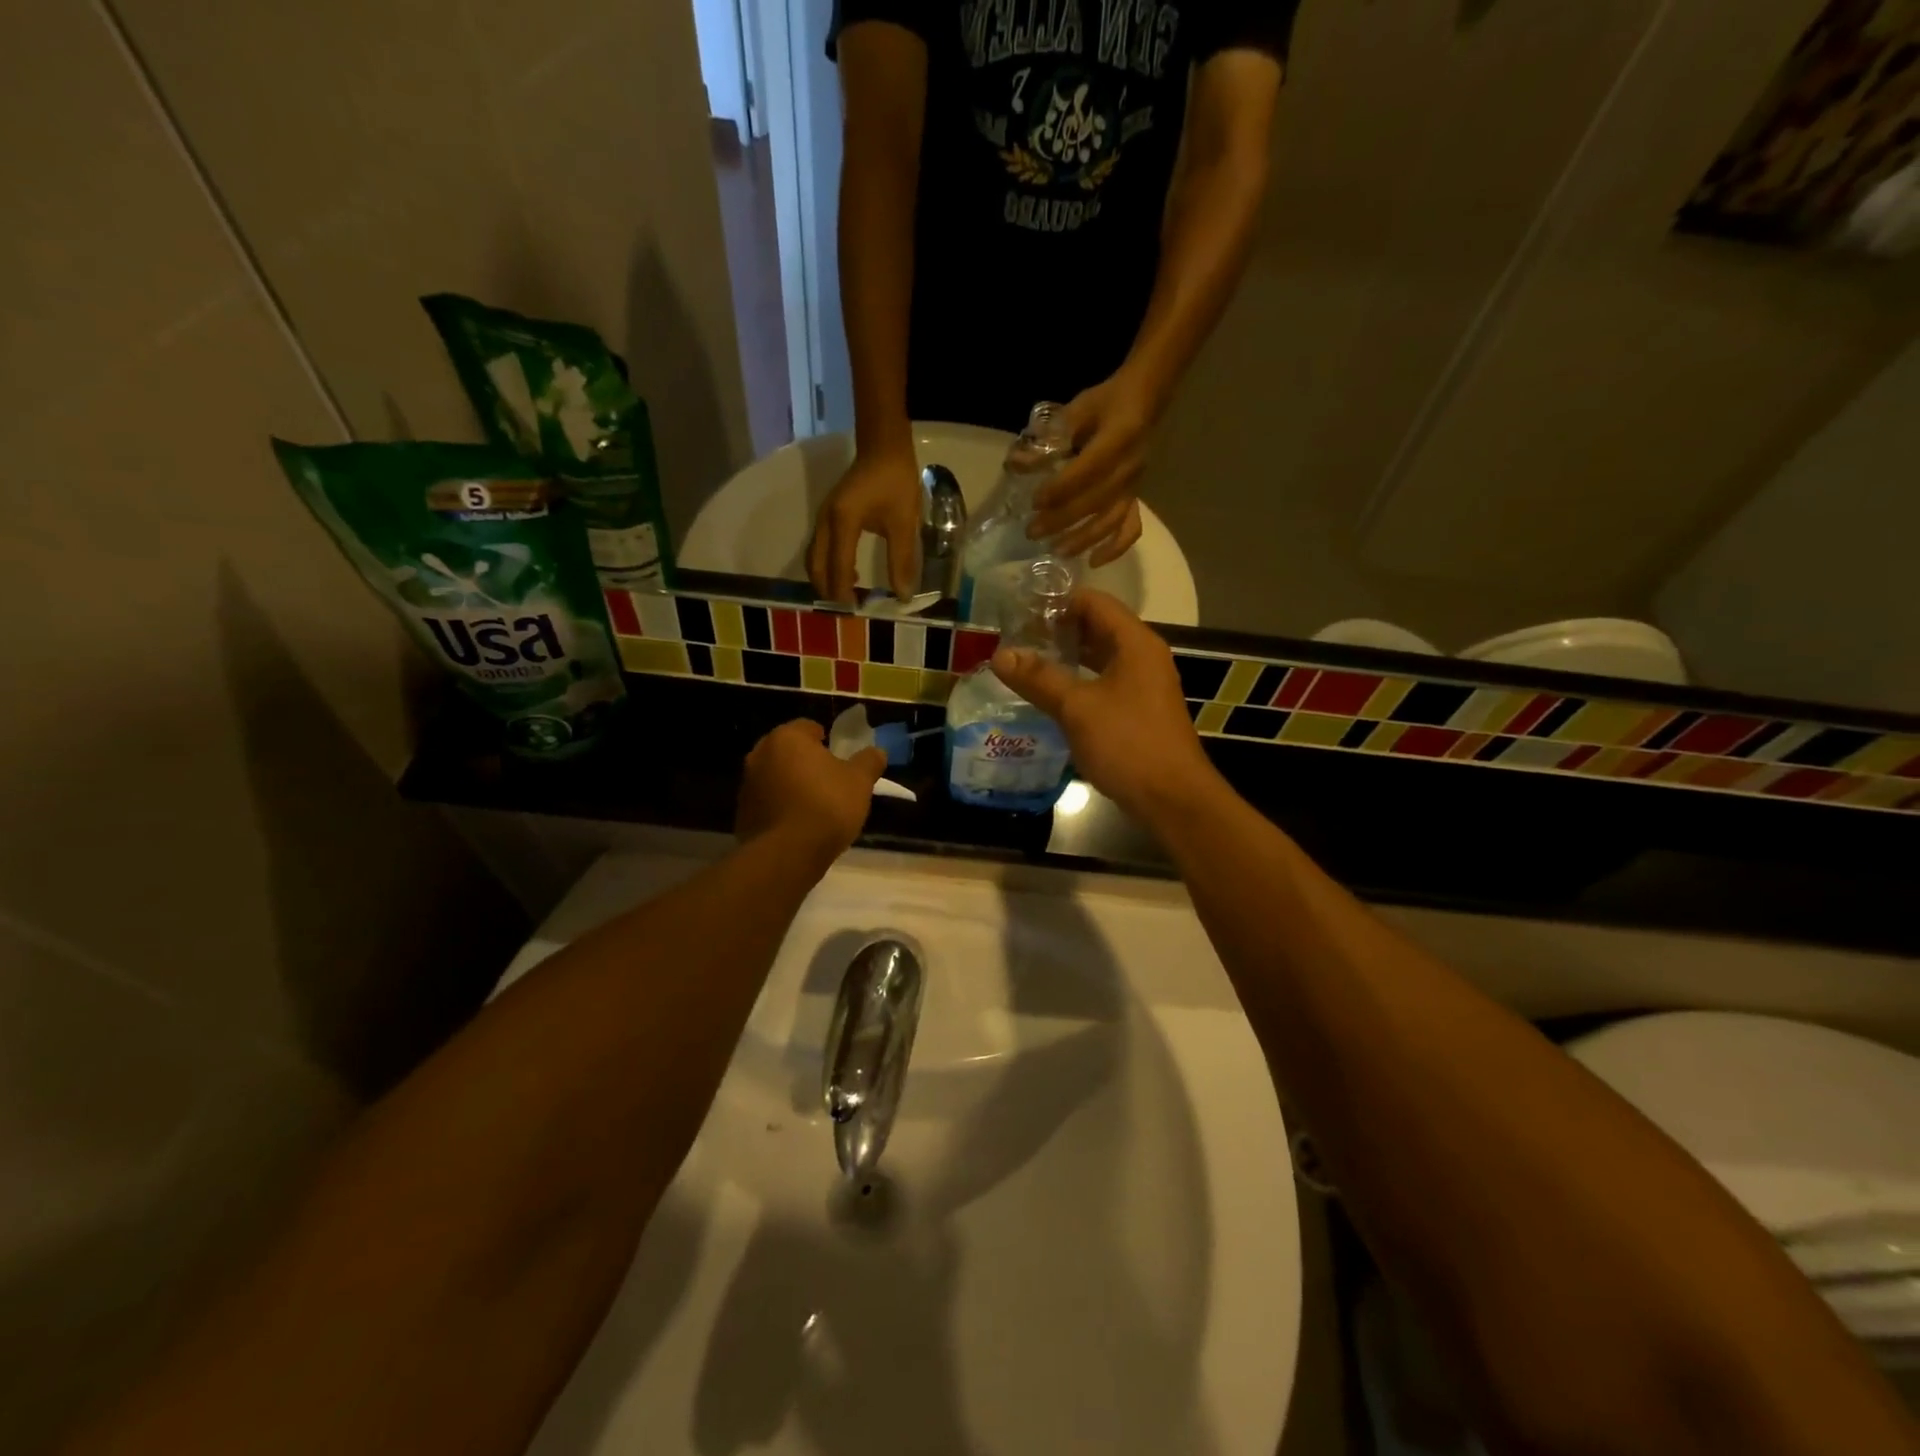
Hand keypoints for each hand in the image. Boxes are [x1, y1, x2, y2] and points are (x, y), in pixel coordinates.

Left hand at [736, 720, 886, 863]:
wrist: (787, 854)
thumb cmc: (826, 805)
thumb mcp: (860, 781)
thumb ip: (869, 762)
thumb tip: (877, 751)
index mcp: (787, 738)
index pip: (807, 727)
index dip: (825, 739)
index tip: (839, 756)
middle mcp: (760, 754)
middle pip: (788, 752)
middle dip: (805, 762)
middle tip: (828, 779)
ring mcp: (747, 785)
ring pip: (775, 777)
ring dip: (791, 785)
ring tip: (814, 805)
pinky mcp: (742, 814)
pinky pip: (767, 803)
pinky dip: (781, 808)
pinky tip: (799, 825)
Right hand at [807, 449, 921, 603]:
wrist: (883, 447)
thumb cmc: (895, 481)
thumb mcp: (903, 522)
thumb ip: (902, 560)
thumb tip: (903, 595)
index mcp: (843, 522)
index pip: (838, 567)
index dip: (843, 593)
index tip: (854, 614)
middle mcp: (825, 522)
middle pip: (816, 566)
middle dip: (828, 591)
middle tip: (846, 612)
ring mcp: (823, 518)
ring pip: (815, 558)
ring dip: (826, 580)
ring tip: (846, 598)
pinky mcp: (827, 516)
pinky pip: (820, 549)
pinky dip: (828, 567)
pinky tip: (848, 575)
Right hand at [988, 589, 1218, 821]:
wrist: (1172, 799)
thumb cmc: (1128, 743)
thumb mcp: (1077, 708)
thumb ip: (1039, 678)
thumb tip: (1000, 654)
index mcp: (1135, 643)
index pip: (1094, 602)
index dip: (1057, 601)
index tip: (1019, 609)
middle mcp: (1142, 656)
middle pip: (1097, 627)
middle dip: (1057, 629)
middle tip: (1015, 636)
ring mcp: (1142, 685)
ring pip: (1099, 658)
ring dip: (1065, 657)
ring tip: (1025, 662)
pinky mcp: (1137, 711)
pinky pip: (1103, 683)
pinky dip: (1077, 682)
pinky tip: (1049, 694)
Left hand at [1028, 373, 1158, 564]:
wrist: (1143, 400)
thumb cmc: (1105, 403)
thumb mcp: (1076, 411)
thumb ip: (1047, 439)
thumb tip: (1014, 464)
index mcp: (1118, 439)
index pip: (1088, 470)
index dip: (1061, 488)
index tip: (1034, 501)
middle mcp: (1129, 468)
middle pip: (1095, 501)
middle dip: (1061, 519)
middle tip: (1032, 531)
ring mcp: (1134, 486)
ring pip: (1110, 520)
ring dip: (1082, 539)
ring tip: (1055, 550)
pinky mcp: (1135, 497)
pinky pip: (1130, 528)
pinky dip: (1114, 548)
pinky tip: (1093, 561)